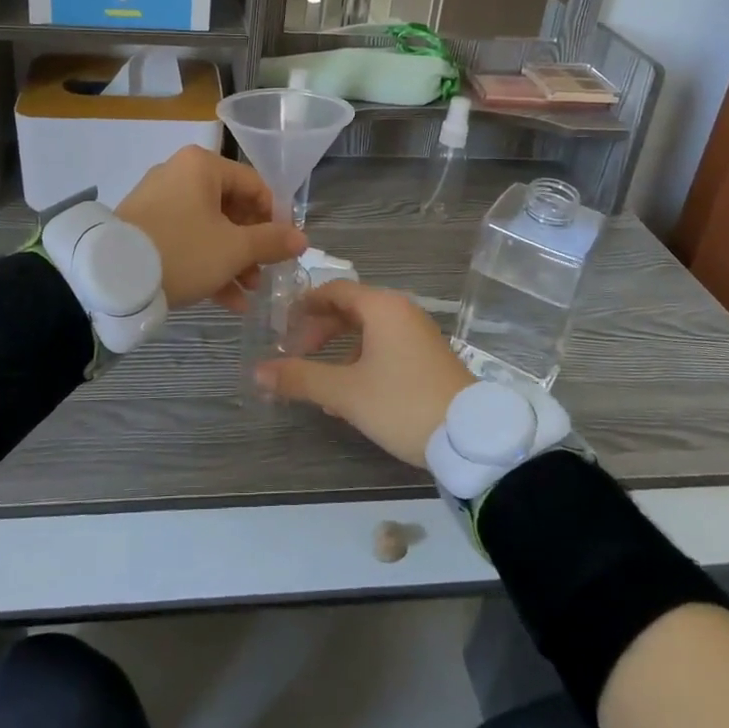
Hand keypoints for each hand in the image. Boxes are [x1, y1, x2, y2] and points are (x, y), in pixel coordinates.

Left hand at [115, 146, 307, 310]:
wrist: (111, 277)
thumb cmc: (183, 251)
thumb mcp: (234, 249)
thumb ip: (271, 241)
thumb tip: (302, 239)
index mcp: (202, 166)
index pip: (254, 185)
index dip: (275, 217)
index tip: (285, 248)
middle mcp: (179, 174)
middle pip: (231, 208)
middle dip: (251, 246)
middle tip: (263, 275)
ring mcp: (158, 200)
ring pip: (208, 228)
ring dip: (232, 260)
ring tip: (247, 292)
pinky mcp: (143, 227)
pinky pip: (185, 239)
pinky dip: (206, 263)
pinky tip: (225, 300)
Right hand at [254, 280, 473, 465]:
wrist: (470, 437)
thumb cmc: (402, 403)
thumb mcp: (345, 393)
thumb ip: (300, 378)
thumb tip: (258, 371)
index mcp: (382, 307)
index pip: (334, 290)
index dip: (304, 305)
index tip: (282, 325)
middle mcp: (401, 311)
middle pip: (350, 309)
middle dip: (319, 331)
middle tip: (295, 353)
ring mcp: (418, 334)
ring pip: (368, 331)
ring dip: (339, 351)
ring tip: (318, 382)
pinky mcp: (428, 357)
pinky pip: (386, 347)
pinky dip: (362, 361)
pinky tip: (349, 397)